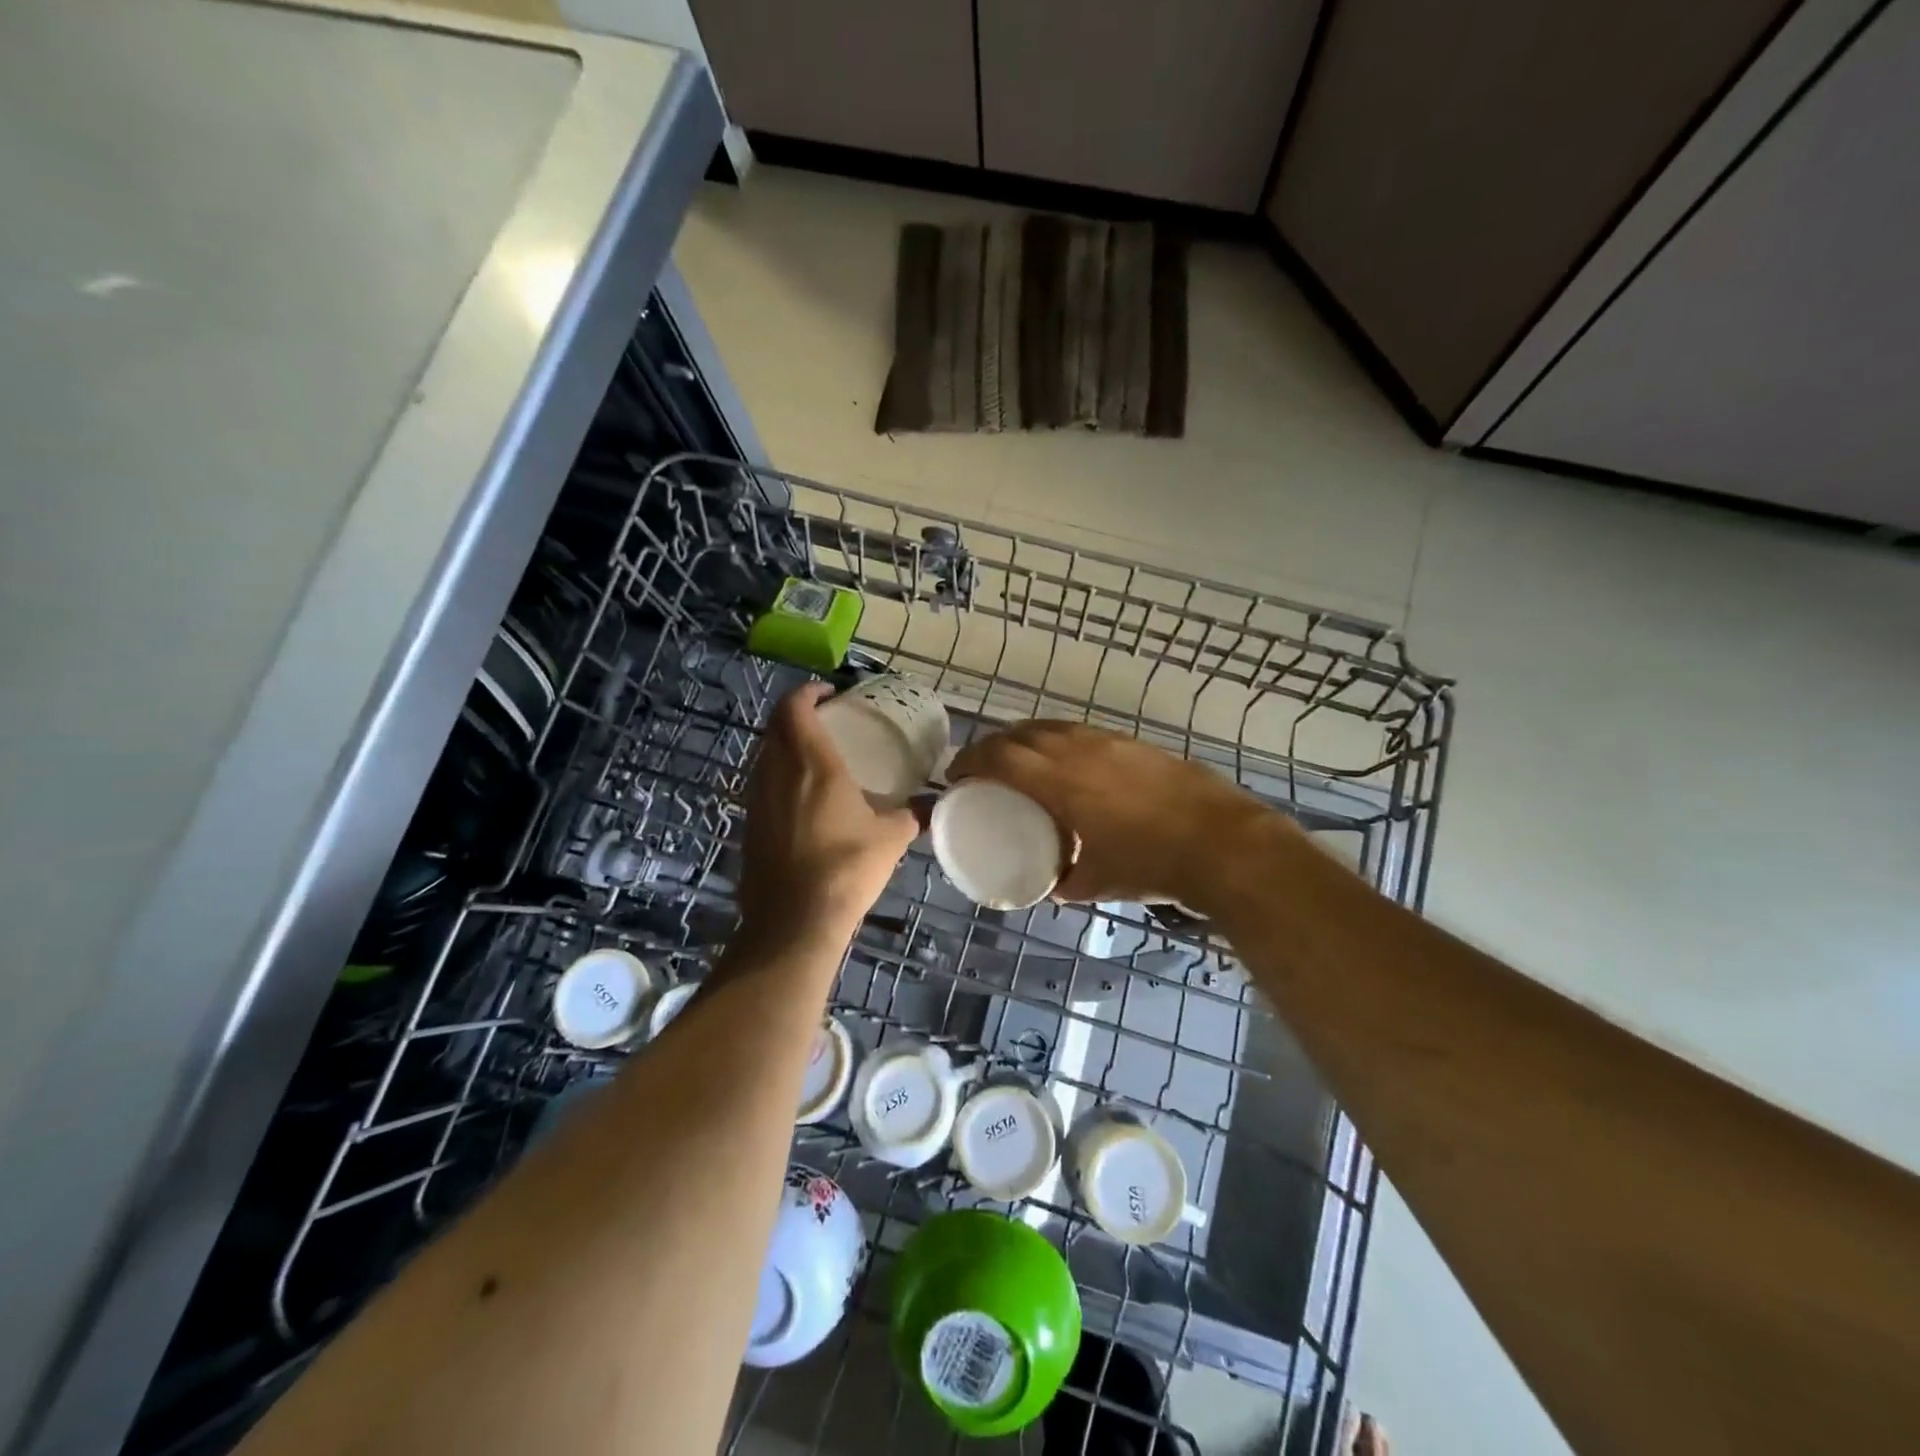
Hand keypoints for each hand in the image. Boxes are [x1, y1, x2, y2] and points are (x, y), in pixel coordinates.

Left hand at [735, 683, 918, 949]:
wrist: (795, 921)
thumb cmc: (846, 868)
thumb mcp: (891, 838)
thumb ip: (912, 814)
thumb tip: (931, 803)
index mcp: (813, 764)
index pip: (796, 708)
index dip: (808, 692)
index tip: (830, 694)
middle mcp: (778, 773)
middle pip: (775, 727)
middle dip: (796, 715)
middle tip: (825, 721)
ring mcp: (757, 800)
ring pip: (764, 755)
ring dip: (784, 746)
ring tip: (813, 756)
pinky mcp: (749, 826)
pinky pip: (761, 785)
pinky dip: (777, 777)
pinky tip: (799, 799)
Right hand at [946, 720, 1283, 909]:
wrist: (1222, 842)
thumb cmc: (1152, 864)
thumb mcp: (1097, 882)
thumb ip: (1065, 880)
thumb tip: (1050, 883)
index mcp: (1060, 781)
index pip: (999, 757)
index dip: (970, 761)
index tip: (955, 776)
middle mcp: (1078, 750)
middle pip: (1020, 733)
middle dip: (993, 746)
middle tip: (982, 770)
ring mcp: (1109, 741)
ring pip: (1053, 727)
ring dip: (1026, 740)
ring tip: (1020, 763)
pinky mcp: (1134, 743)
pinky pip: (1080, 732)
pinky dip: (1058, 741)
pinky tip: (1068, 764)